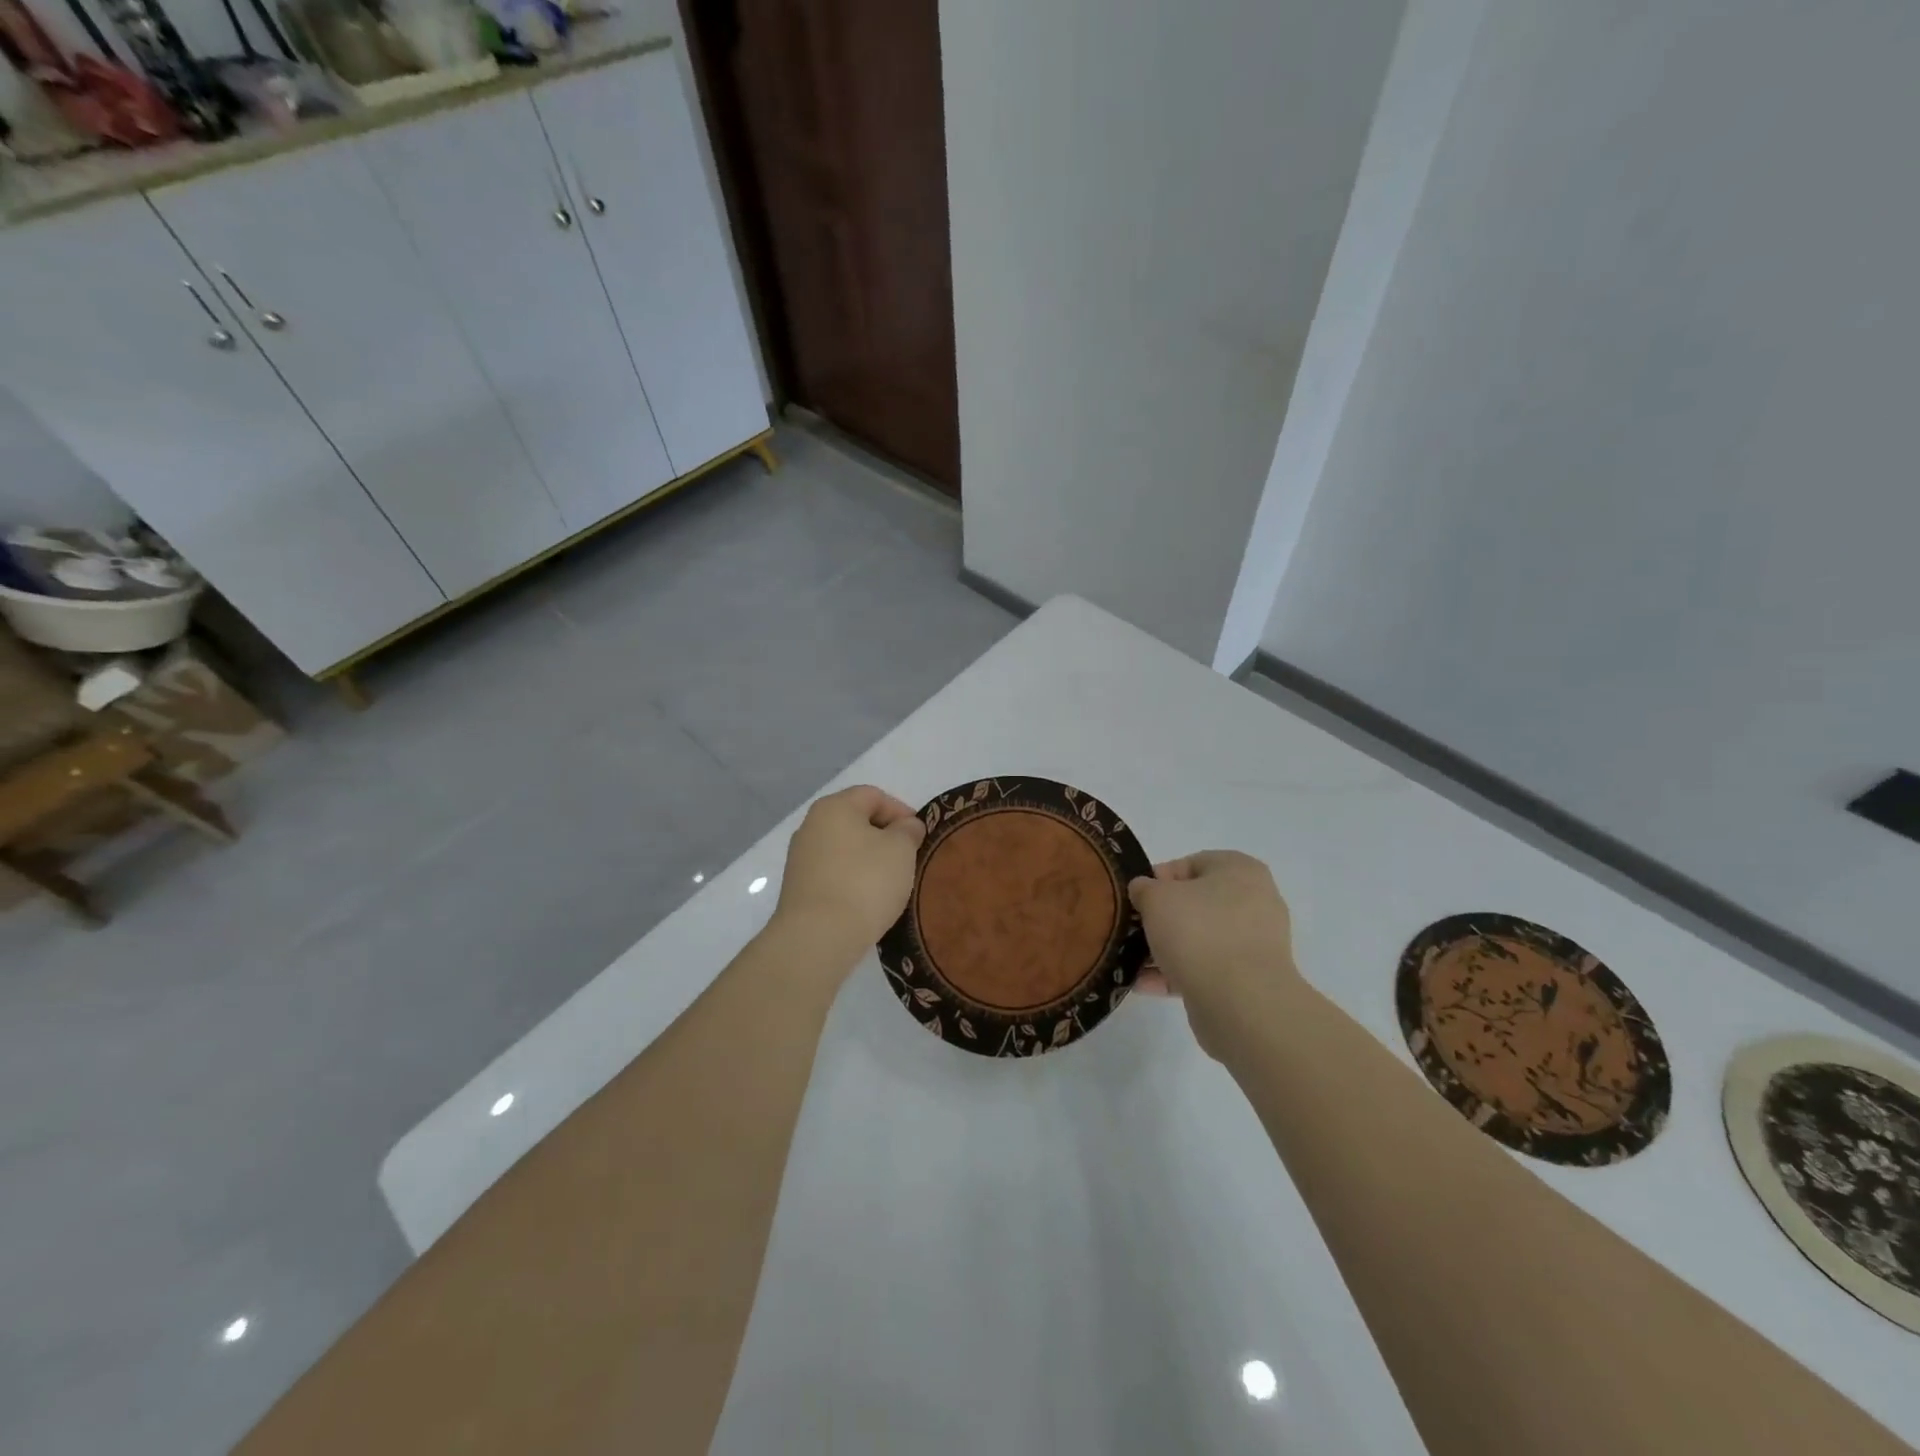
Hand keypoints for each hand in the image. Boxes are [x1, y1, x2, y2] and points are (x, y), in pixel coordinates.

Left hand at [772, 785, 926, 966]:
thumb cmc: (865, 882)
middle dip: (885, 836)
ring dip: (869, 860)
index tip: (920, 836)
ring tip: (890, 883)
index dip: (901, 811)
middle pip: (856, 821)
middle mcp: (810, 826)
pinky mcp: (798, 888)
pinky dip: (852, 880)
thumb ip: (908, 830)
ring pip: (844, 849)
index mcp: (834, 807)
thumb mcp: (901, 850)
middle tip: (908, 858)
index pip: (873, 795)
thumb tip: (906, 826)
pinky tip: (867, 900)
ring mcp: (800, 858)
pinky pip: (833, 873)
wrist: (818, 937)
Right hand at [1129, 851, 1301, 1060]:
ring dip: (1166, 948)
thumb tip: (1144, 891)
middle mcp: (1254, 902)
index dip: (1158, 878)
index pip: (1192, 863)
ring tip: (1132, 960)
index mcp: (1240, 870)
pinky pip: (1206, 968)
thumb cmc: (1198, 932)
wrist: (1240, 1002)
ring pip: (1200, 938)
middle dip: (1161, 917)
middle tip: (1134, 928)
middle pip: (1196, 903)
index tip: (1136, 898)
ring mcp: (1254, 943)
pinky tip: (1144, 984)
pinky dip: (1177, 973)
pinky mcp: (1248, 979)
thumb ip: (1144, 888)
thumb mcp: (1156, 897)